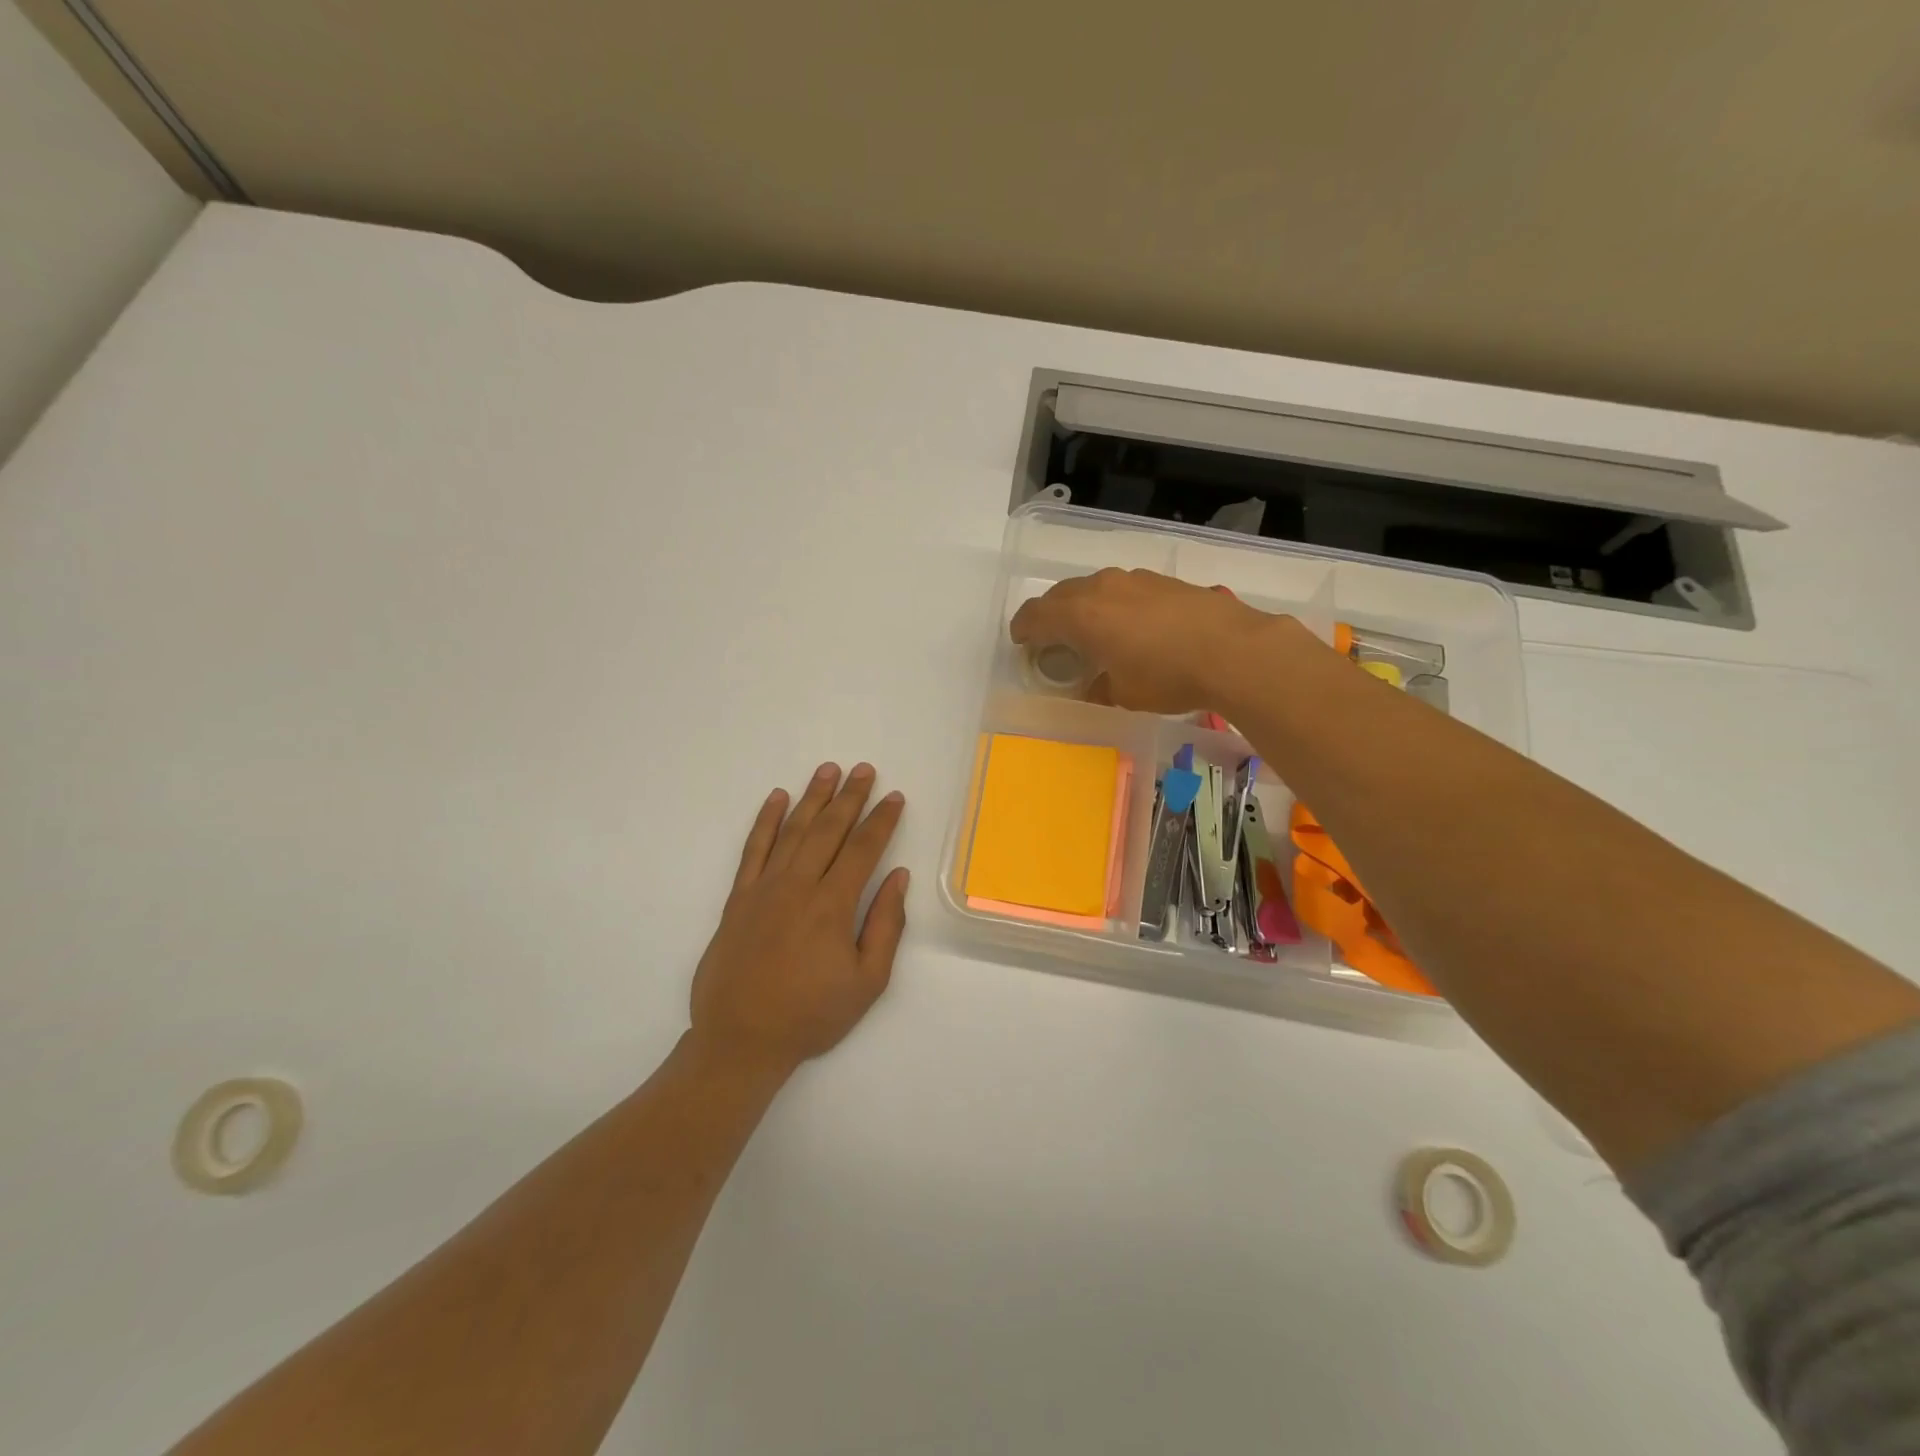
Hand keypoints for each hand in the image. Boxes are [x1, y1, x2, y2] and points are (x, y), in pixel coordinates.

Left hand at [690, 762, 908, 1076]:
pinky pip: (753, 849)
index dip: (881, 820)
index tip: (894, 797)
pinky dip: (765, 821)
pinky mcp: (738, 898)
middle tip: (864, 770)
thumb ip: (885, 925)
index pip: (863, 849)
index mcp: (832, 906)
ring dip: (812, 798)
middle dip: (850, 797)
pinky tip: (777, 798)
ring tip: (828, 770)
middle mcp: (798, 886)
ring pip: (793, 831)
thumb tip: (898, 877)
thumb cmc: (811, 1015)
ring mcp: (764, 888)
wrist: (740, 1040)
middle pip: (829, 829)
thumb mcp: (867, 982)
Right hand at [1009, 568, 1283, 713]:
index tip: (1021, 641)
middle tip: (1052, 638)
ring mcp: (1134, 579)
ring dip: (1084, 606)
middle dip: (1050, 615)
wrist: (1232, 650)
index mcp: (1081, 615)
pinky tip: (1133, 626)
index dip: (1023, 628)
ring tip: (1093, 630)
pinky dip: (1116, 604)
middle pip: (1061, 595)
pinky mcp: (1163, 581)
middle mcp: (1101, 588)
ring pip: (1094, 588)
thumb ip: (1099, 686)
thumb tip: (1095, 684)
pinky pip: (1124, 589)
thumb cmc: (1167, 676)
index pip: (1036, 614)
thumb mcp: (1123, 694)